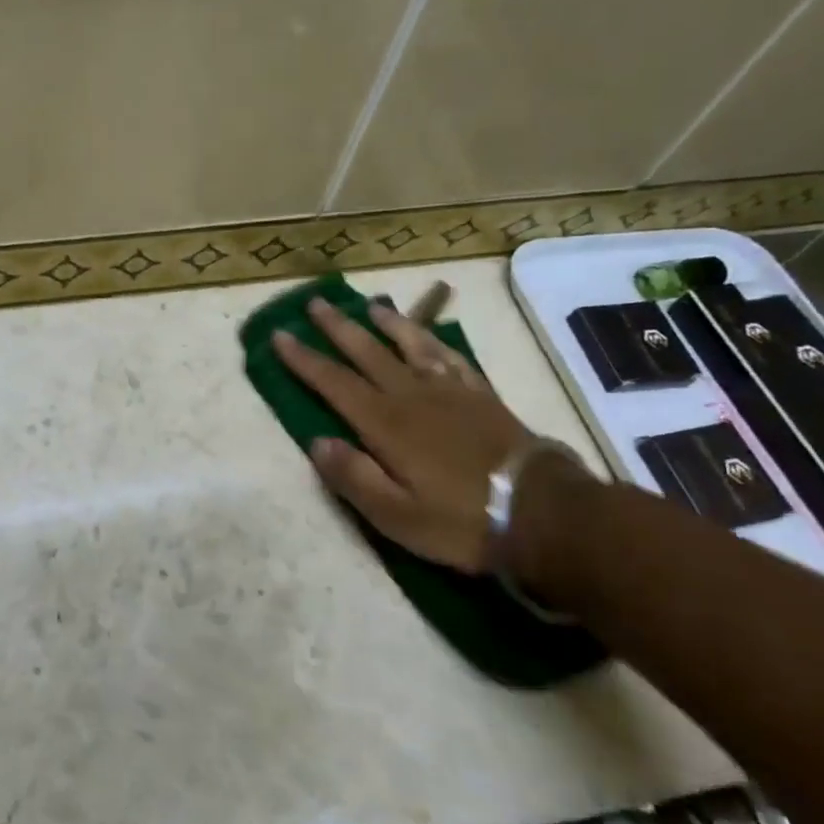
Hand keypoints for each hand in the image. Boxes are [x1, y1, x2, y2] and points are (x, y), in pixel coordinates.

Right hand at [272, 297, 536, 573]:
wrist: (543, 513)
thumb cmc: (462, 520)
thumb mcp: (397, 517)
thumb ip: (354, 478)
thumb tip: (317, 443)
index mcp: (386, 424)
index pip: (334, 383)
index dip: (304, 359)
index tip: (280, 335)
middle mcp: (413, 396)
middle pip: (367, 353)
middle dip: (337, 328)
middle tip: (315, 302)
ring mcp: (451, 391)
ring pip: (411, 345)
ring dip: (387, 323)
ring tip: (370, 306)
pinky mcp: (482, 396)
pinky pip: (451, 357)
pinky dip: (433, 341)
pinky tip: (428, 336)